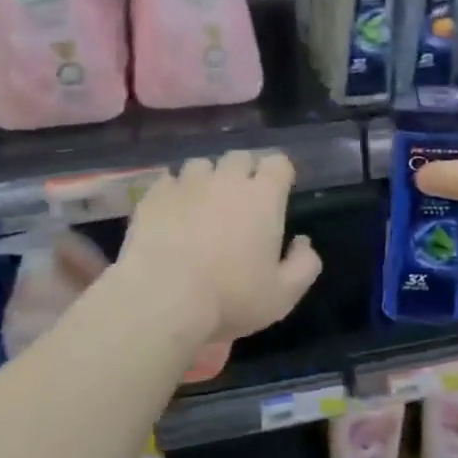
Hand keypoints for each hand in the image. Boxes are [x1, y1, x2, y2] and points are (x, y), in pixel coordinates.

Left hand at [116, 150, 322, 342]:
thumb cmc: (230, 298)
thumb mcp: (283, 295)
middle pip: (240, 158)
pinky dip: (175, 192)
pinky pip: (168, 180)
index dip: (279, 175)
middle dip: (244, 173)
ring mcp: (186, 184)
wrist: (162, 300)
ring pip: (201, 165)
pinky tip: (172, 214)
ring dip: (207, 179)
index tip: (278, 194)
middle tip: (241, 202)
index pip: (278, 163)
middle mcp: (226, 180)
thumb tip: (303, 242)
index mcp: (263, 197)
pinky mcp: (153, 195)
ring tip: (203, 204)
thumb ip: (304, 265)